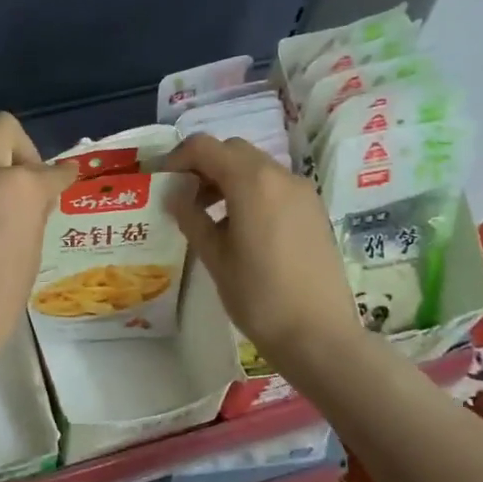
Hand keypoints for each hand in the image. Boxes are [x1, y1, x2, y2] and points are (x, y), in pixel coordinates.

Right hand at [165, 134, 361, 372]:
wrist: (318, 334)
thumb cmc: (258, 296)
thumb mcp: (214, 256)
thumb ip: (191, 216)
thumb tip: (175, 194)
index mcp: (252, 182)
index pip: (205, 147)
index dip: (178, 159)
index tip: (164, 184)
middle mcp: (280, 176)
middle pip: (233, 151)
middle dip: (204, 166)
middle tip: (184, 198)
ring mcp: (302, 192)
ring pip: (256, 167)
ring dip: (227, 179)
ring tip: (209, 216)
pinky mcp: (314, 211)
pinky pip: (275, 186)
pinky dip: (251, 192)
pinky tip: (240, 228)